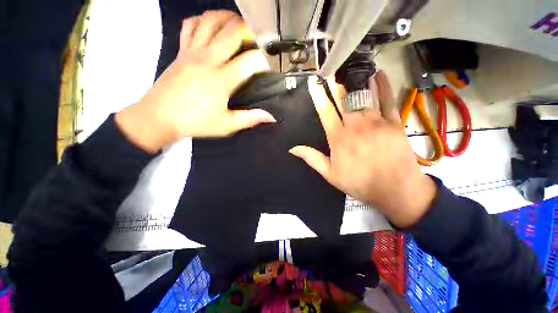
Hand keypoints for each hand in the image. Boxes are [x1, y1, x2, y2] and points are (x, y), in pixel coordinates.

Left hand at [115, 11, 274, 152]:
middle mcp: (208, 59)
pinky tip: (212, 29)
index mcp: (222, 79)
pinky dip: (203, 21)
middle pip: (232, 31)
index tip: (269, 66)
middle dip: (250, 31)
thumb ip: (251, 119)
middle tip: (258, 40)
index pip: (250, 60)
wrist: (158, 117)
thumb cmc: (195, 122)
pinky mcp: (181, 50)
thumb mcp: (227, 125)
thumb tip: (271, 117)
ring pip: (211, 20)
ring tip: (239, 27)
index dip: (264, 60)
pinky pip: (191, 25)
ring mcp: (192, 51)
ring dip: (228, 19)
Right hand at [289, 71, 436, 227]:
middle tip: (331, 70)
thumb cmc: (359, 182)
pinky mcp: (393, 122)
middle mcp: (355, 125)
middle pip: (343, 99)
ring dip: (355, 81)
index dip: (318, 95)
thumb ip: (311, 158)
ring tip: (350, 68)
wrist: (395, 189)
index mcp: (338, 137)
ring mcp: (375, 121)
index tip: (314, 82)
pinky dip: (383, 85)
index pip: (325, 110)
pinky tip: (378, 74)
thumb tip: (293, 149)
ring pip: (363, 95)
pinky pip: (387, 99)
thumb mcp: (330, 174)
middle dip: (335, 84)